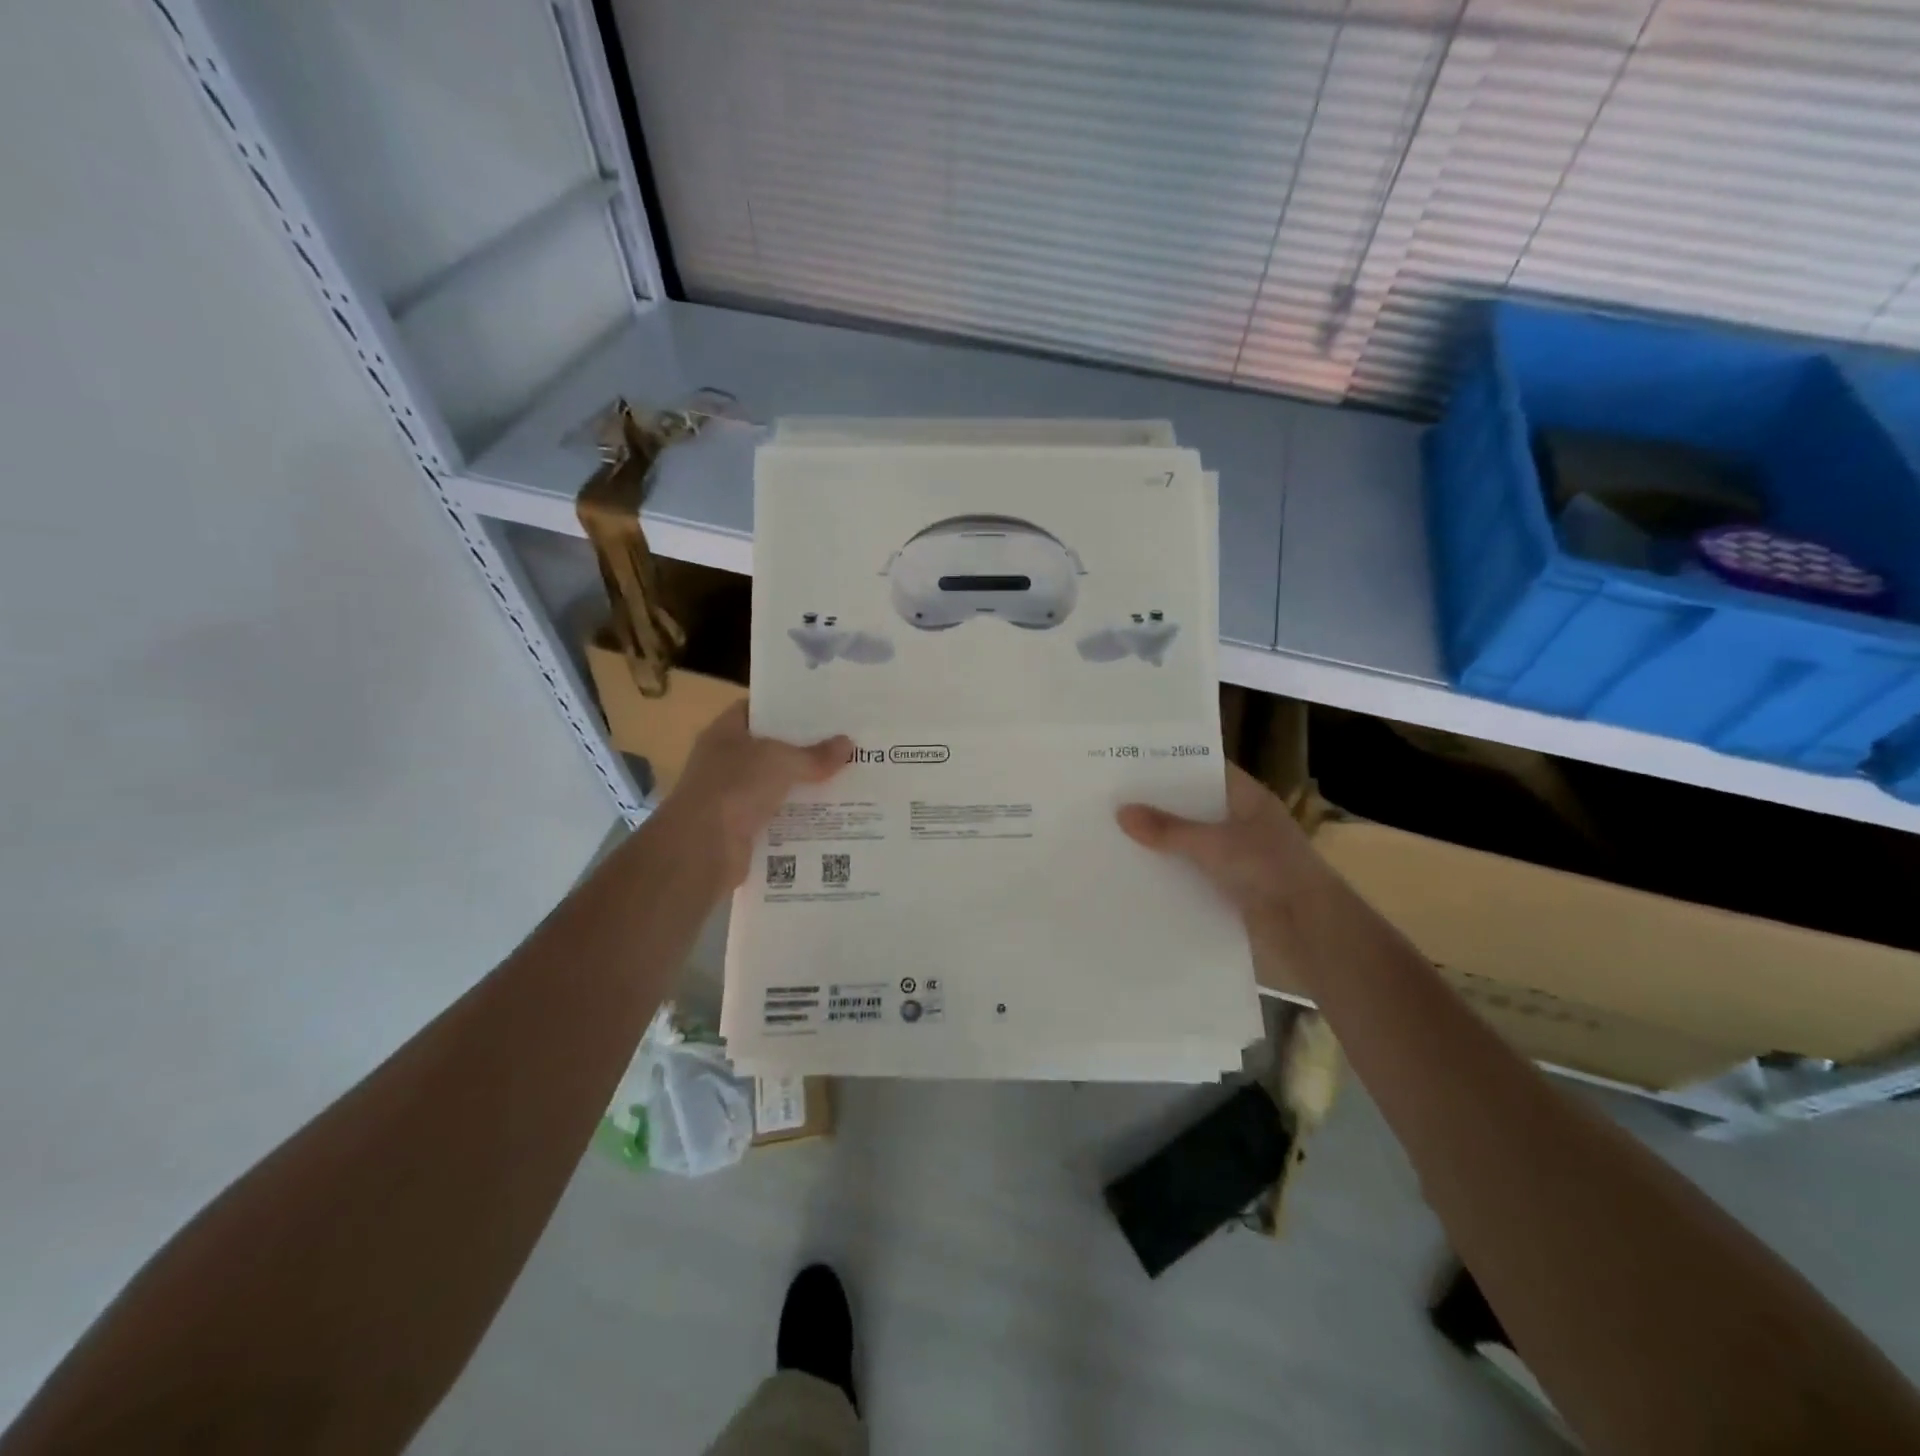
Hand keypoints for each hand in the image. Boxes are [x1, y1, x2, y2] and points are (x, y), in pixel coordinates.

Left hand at [659, 703, 850, 885]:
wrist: (702, 849)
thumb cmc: (736, 787)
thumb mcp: (782, 761)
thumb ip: (815, 755)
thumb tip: (848, 744)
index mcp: (725, 733)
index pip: (754, 711)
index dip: (783, 708)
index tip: (818, 711)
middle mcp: (724, 762)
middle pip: (769, 750)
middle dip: (803, 750)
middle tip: (842, 745)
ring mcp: (731, 797)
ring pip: (775, 786)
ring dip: (803, 787)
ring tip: (845, 780)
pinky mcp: (741, 829)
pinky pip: (777, 818)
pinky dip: (798, 818)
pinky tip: (829, 816)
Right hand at [1117, 762, 1325, 923]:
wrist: (1310, 931)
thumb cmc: (1268, 871)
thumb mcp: (1213, 845)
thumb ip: (1167, 829)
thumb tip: (1121, 811)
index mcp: (1248, 798)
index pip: (1206, 770)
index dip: (1172, 765)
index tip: (1131, 763)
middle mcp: (1244, 822)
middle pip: (1195, 806)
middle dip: (1159, 805)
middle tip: (1112, 797)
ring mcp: (1240, 855)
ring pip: (1193, 841)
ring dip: (1164, 841)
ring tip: (1115, 833)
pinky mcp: (1233, 887)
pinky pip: (1195, 872)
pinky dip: (1173, 871)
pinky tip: (1138, 871)